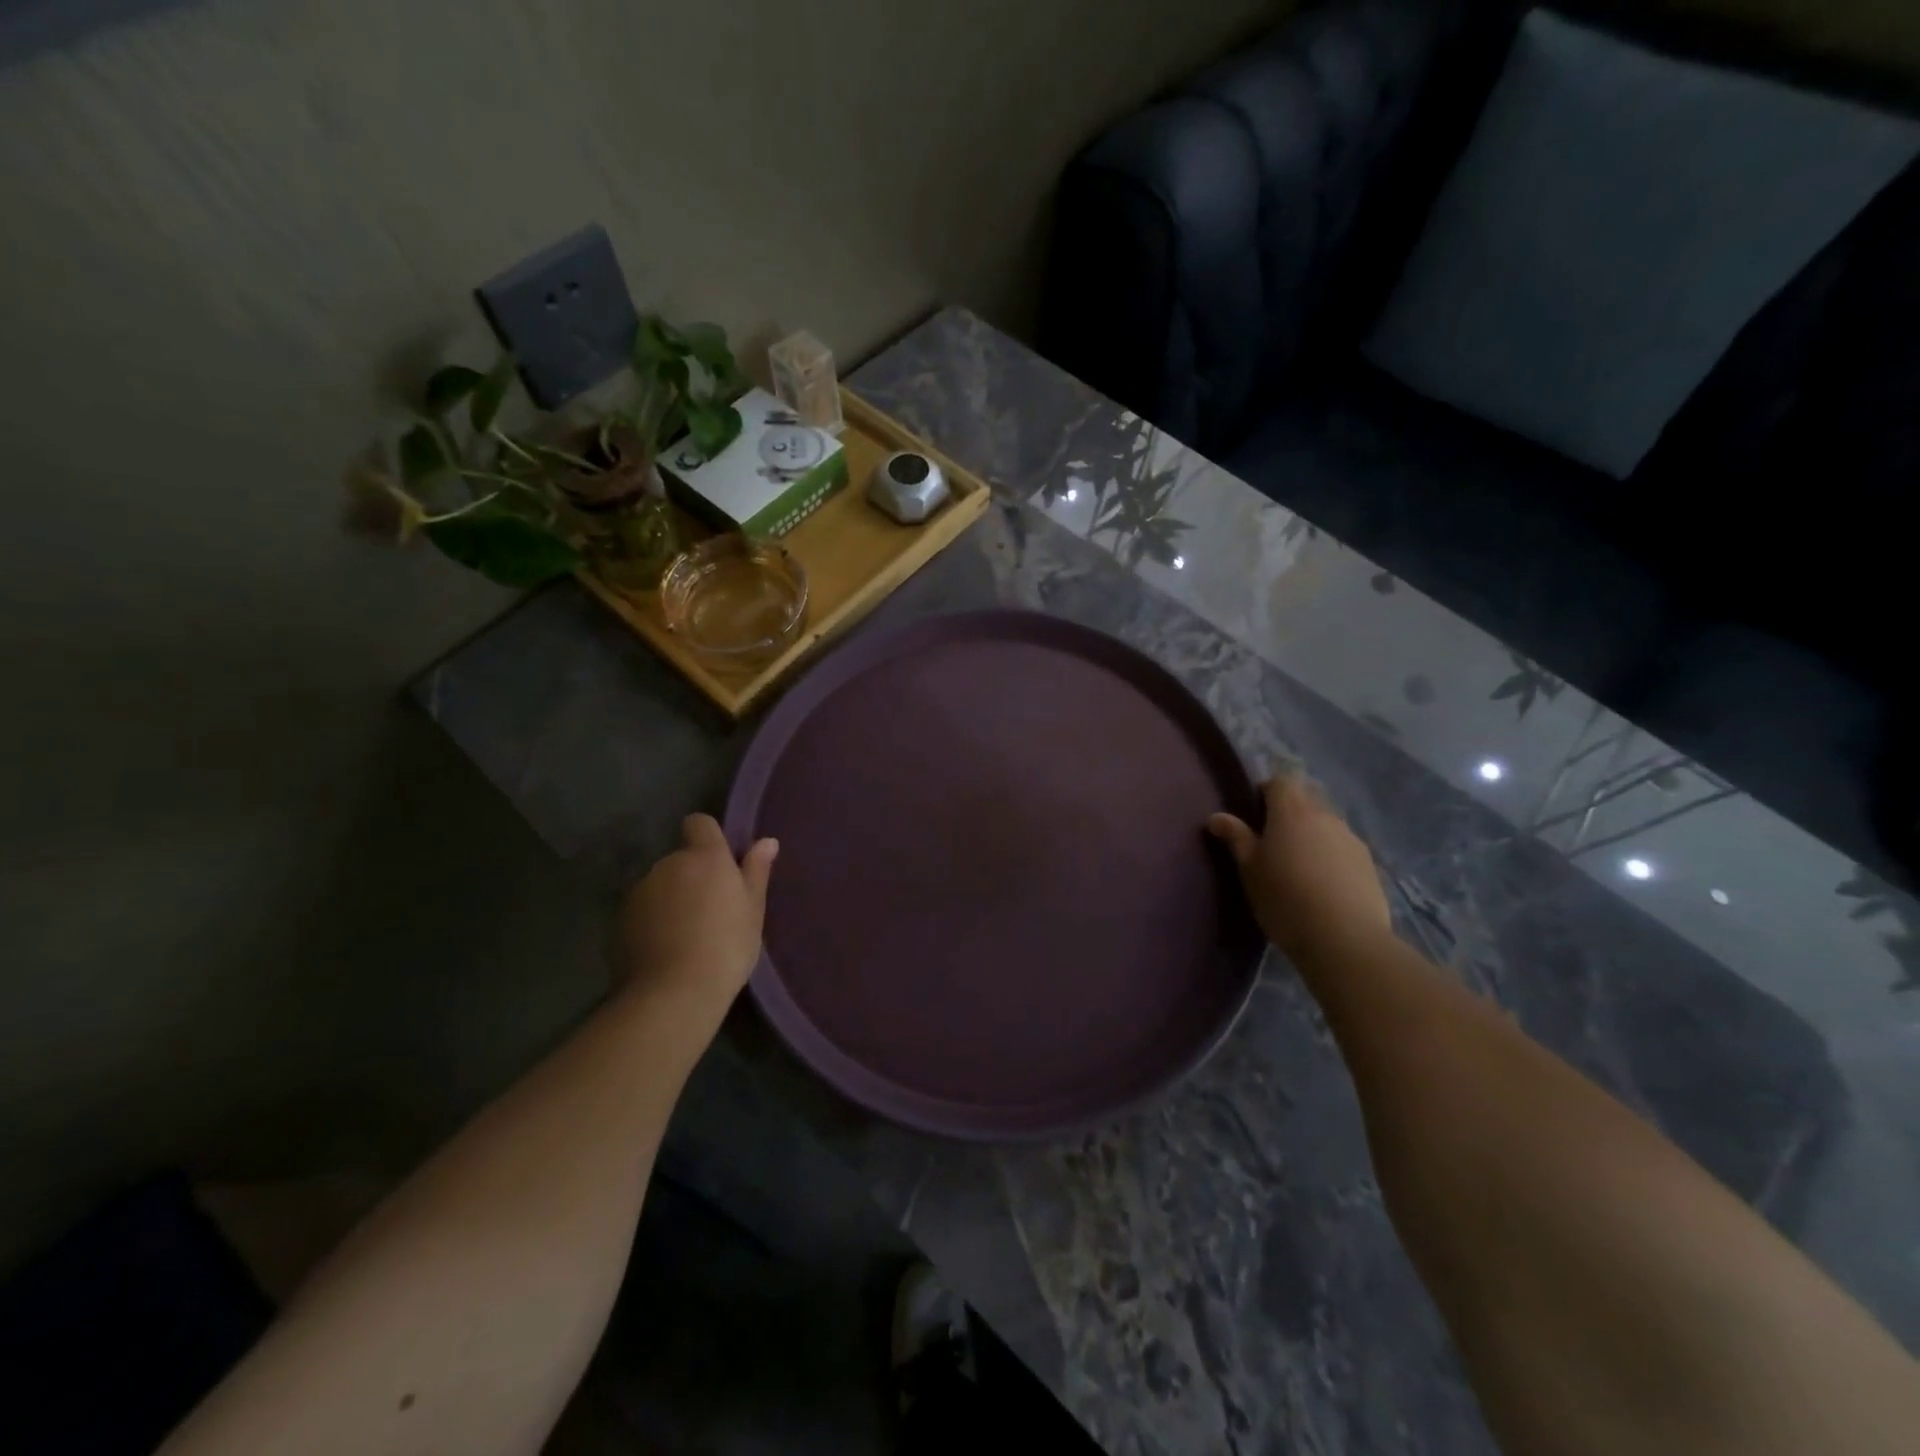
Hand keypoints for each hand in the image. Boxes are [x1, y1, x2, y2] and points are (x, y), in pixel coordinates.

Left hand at [615, 814, 778, 1004]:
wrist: (673, 993)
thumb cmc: (726, 946)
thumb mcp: (753, 910)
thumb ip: (756, 871)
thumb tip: (767, 841)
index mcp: (705, 857)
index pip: (699, 823)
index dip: (708, 837)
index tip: (720, 863)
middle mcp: (668, 864)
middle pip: (681, 859)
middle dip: (692, 876)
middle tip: (711, 911)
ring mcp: (640, 891)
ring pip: (660, 885)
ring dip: (671, 899)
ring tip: (687, 935)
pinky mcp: (620, 920)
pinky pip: (643, 910)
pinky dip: (652, 922)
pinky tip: (666, 950)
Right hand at [1207, 773, 1391, 958]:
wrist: (1345, 939)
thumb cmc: (1285, 898)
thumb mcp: (1249, 870)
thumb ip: (1236, 837)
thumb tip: (1217, 816)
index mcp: (1292, 811)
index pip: (1280, 781)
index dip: (1265, 791)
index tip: (1253, 814)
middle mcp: (1325, 816)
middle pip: (1306, 798)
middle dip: (1289, 812)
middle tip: (1272, 842)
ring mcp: (1351, 838)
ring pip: (1326, 824)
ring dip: (1311, 834)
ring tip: (1298, 866)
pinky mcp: (1369, 863)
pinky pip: (1342, 847)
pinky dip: (1330, 856)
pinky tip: (1323, 885)